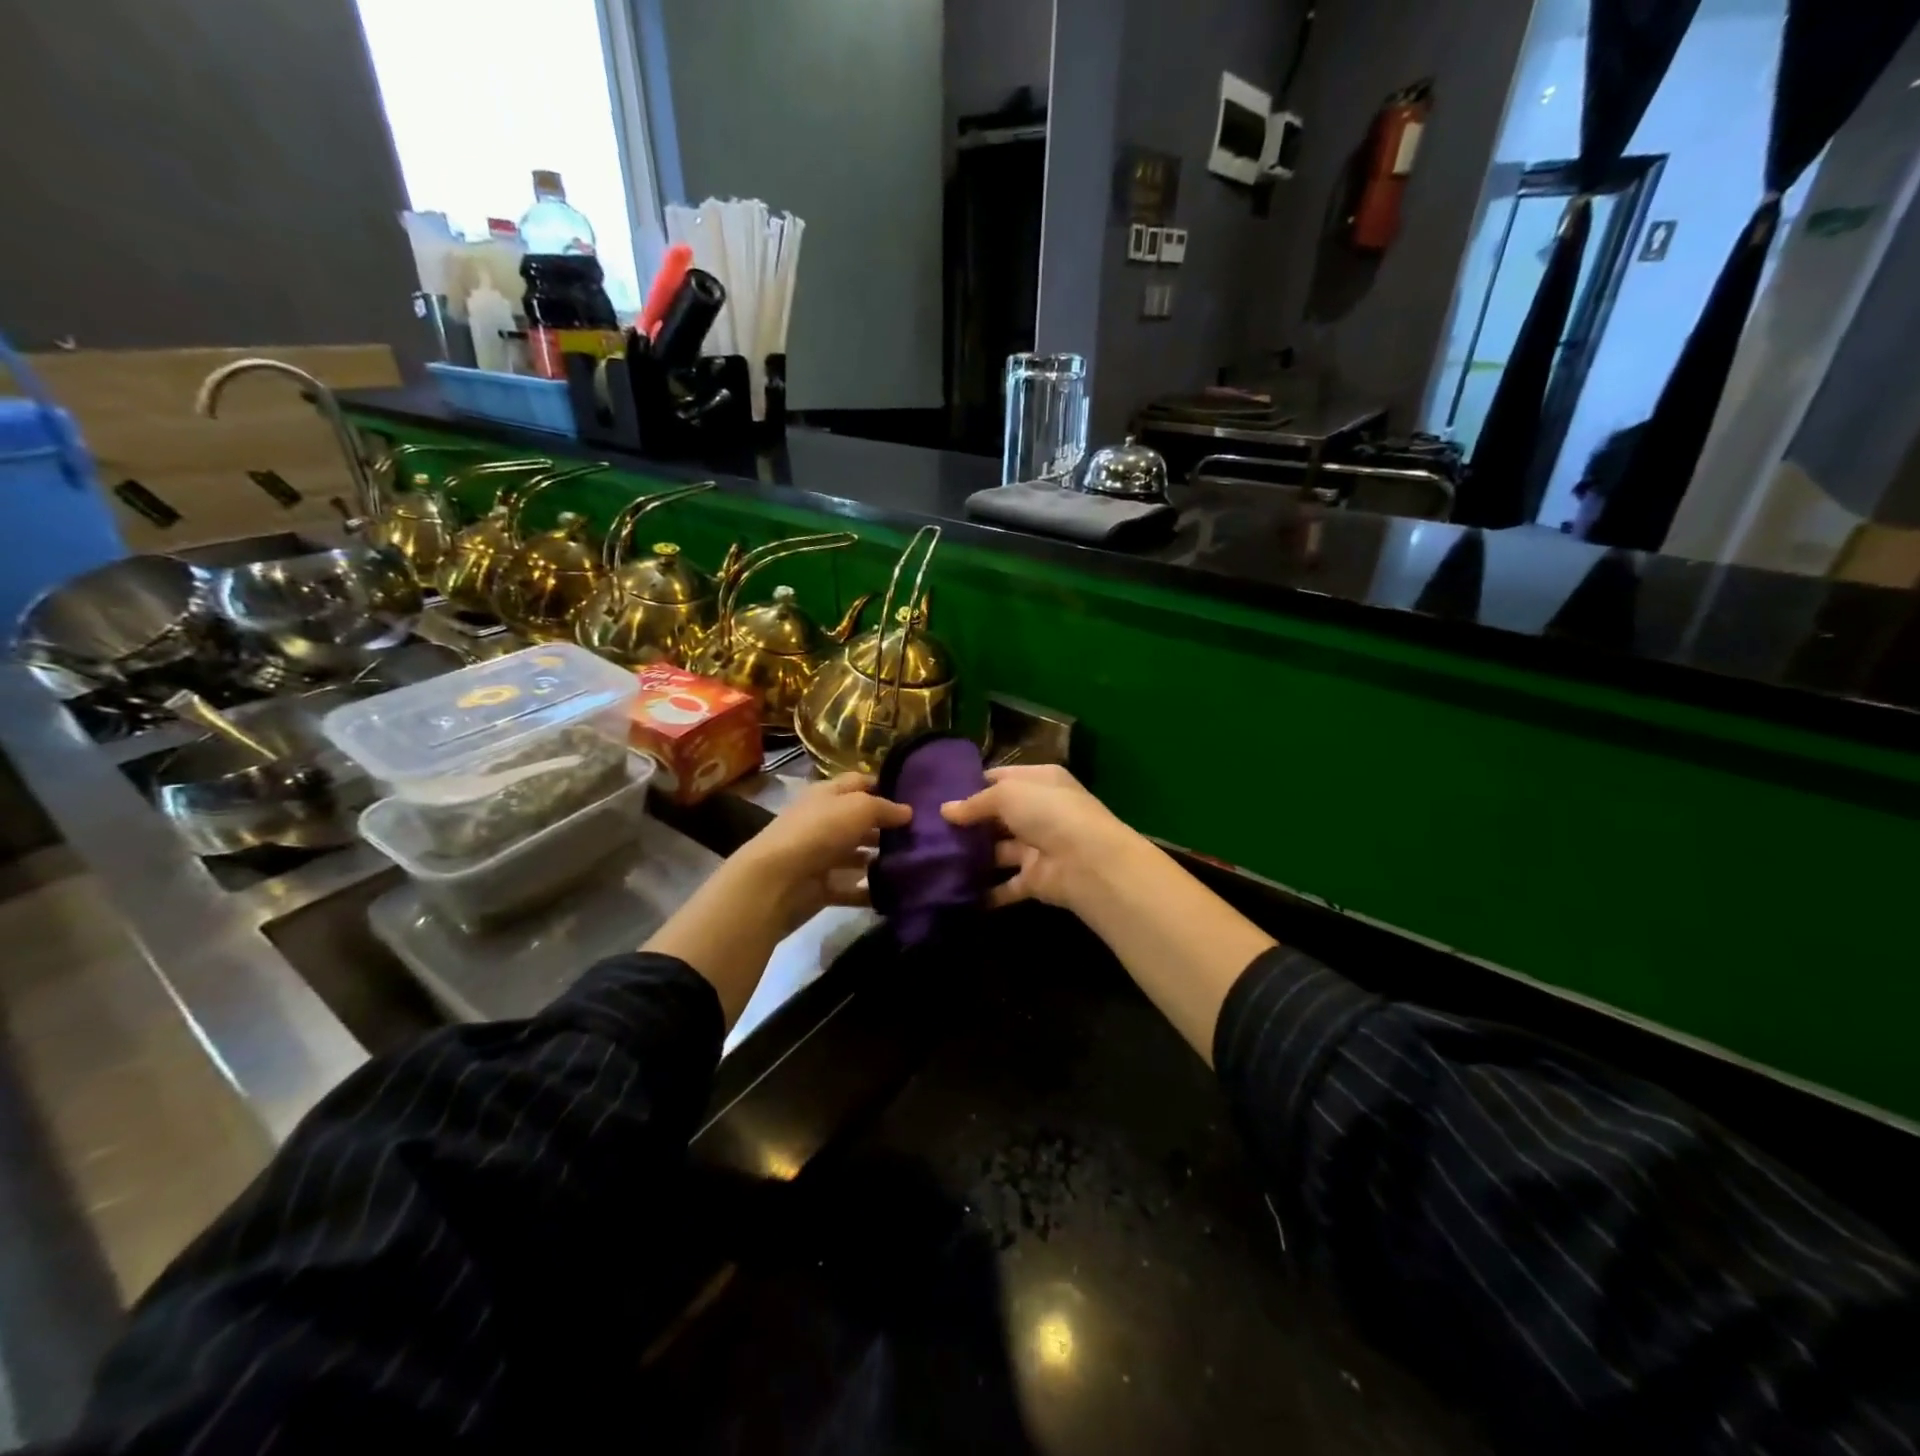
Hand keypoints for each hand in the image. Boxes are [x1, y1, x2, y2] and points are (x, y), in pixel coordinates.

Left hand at [732, 773, 912, 934]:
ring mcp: (821, 856)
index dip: (883, 786)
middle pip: (859, 821)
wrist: (777, 879)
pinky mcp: (821, 887)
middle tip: (921, 835)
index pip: (858, 782)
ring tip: (913, 863)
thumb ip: (885, 808)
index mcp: (827, 795)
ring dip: (880, 859)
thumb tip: (908, 811)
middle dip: (886, 827)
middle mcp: (823, 821)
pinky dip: (869, 891)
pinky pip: (851, 888)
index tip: (914, 797)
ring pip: (856, 855)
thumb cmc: (820, 831)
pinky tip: (894, 892)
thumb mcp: (859, 808)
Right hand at [945, 764, 1272, 1062]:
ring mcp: (1037, 847)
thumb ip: (976, 803)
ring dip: (971, 856)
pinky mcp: (1035, 880)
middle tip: (927, 829)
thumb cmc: (1049, 813)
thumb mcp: (1008, 794)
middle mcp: (1040, 811)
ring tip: (932, 859)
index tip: (937, 795)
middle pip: (997, 815)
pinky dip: (984, 891)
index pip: (1000, 778)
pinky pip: (1004, 885)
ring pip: (997, 850)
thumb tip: (946, 810)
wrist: (1088, 862)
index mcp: (1040, 781)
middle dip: (967, 822)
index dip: (971, 785)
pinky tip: (952, 891)